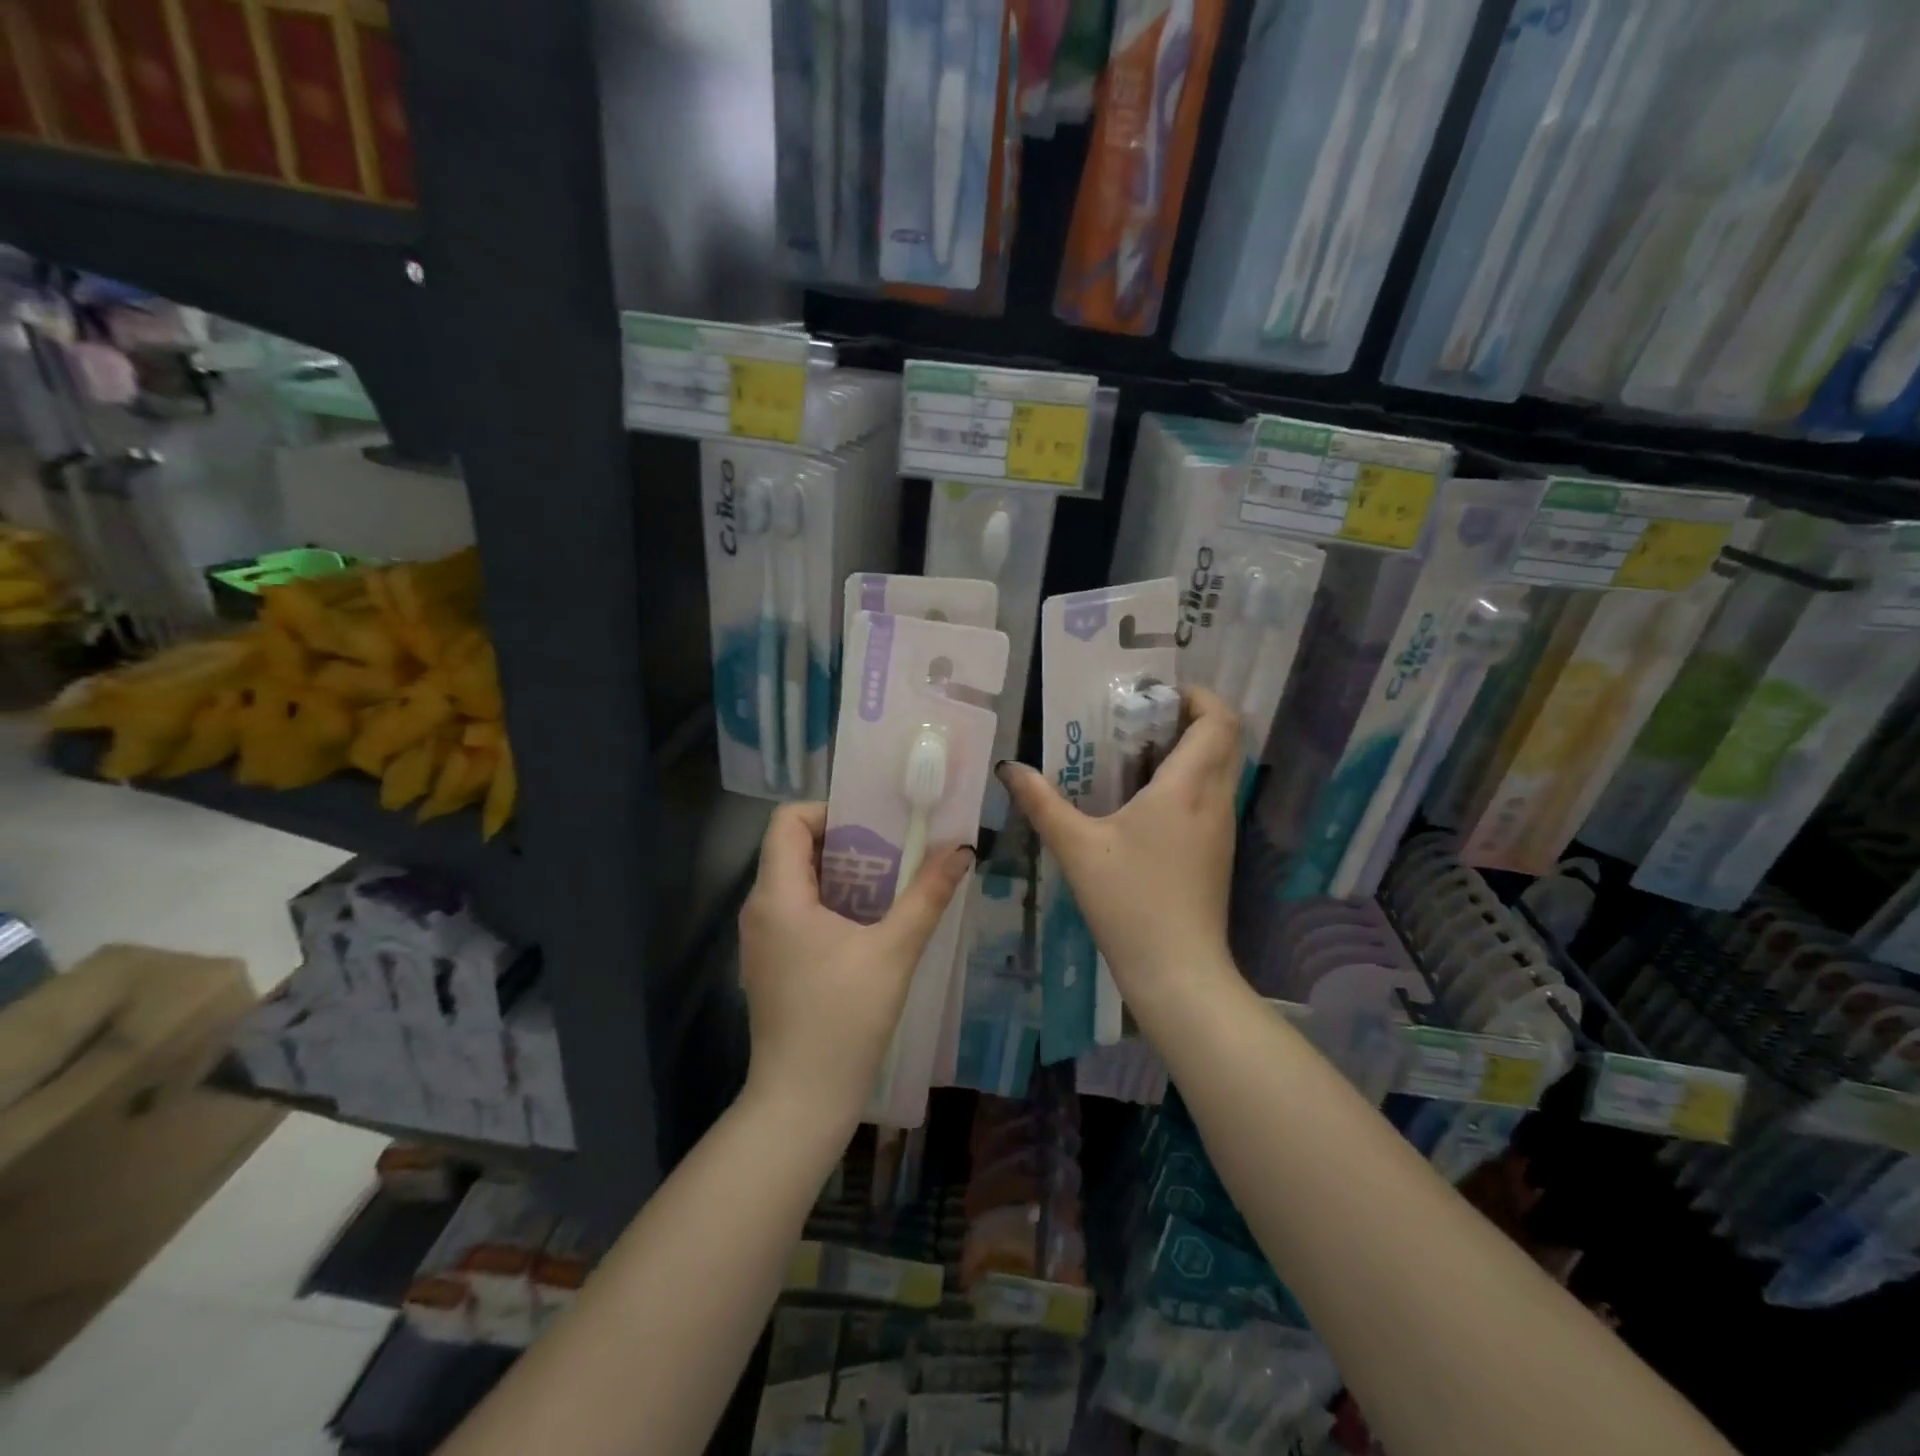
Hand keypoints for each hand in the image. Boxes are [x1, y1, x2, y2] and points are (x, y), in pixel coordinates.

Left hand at [737, 802, 972, 1131]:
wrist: (802, 1100)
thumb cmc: (844, 1019)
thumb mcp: (894, 951)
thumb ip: (927, 895)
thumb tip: (962, 850)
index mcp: (778, 896)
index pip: (788, 820)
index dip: (829, 812)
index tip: (874, 827)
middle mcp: (760, 909)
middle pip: (794, 848)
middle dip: (847, 843)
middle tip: (894, 853)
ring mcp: (761, 939)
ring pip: (798, 881)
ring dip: (842, 875)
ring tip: (889, 885)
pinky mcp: (771, 963)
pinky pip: (797, 911)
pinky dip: (831, 903)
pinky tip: (868, 925)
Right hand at [1000, 686, 1241, 1012]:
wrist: (1178, 972)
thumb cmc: (1130, 902)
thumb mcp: (1077, 848)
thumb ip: (1042, 803)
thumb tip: (1010, 768)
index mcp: (1187, 788)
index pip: (1218, 721)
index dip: (1198, 696)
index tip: (1157, 694)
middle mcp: (1214, 800)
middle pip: (1226, 739)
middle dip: (1192, 717)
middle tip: (1142, 719)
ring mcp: (1222, 828)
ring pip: (1221, 768)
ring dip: (1191, 749)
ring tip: (1138, 754)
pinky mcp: (1218, 852)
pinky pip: (1212, 796)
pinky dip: (1190, 780)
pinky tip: (1146, 801)